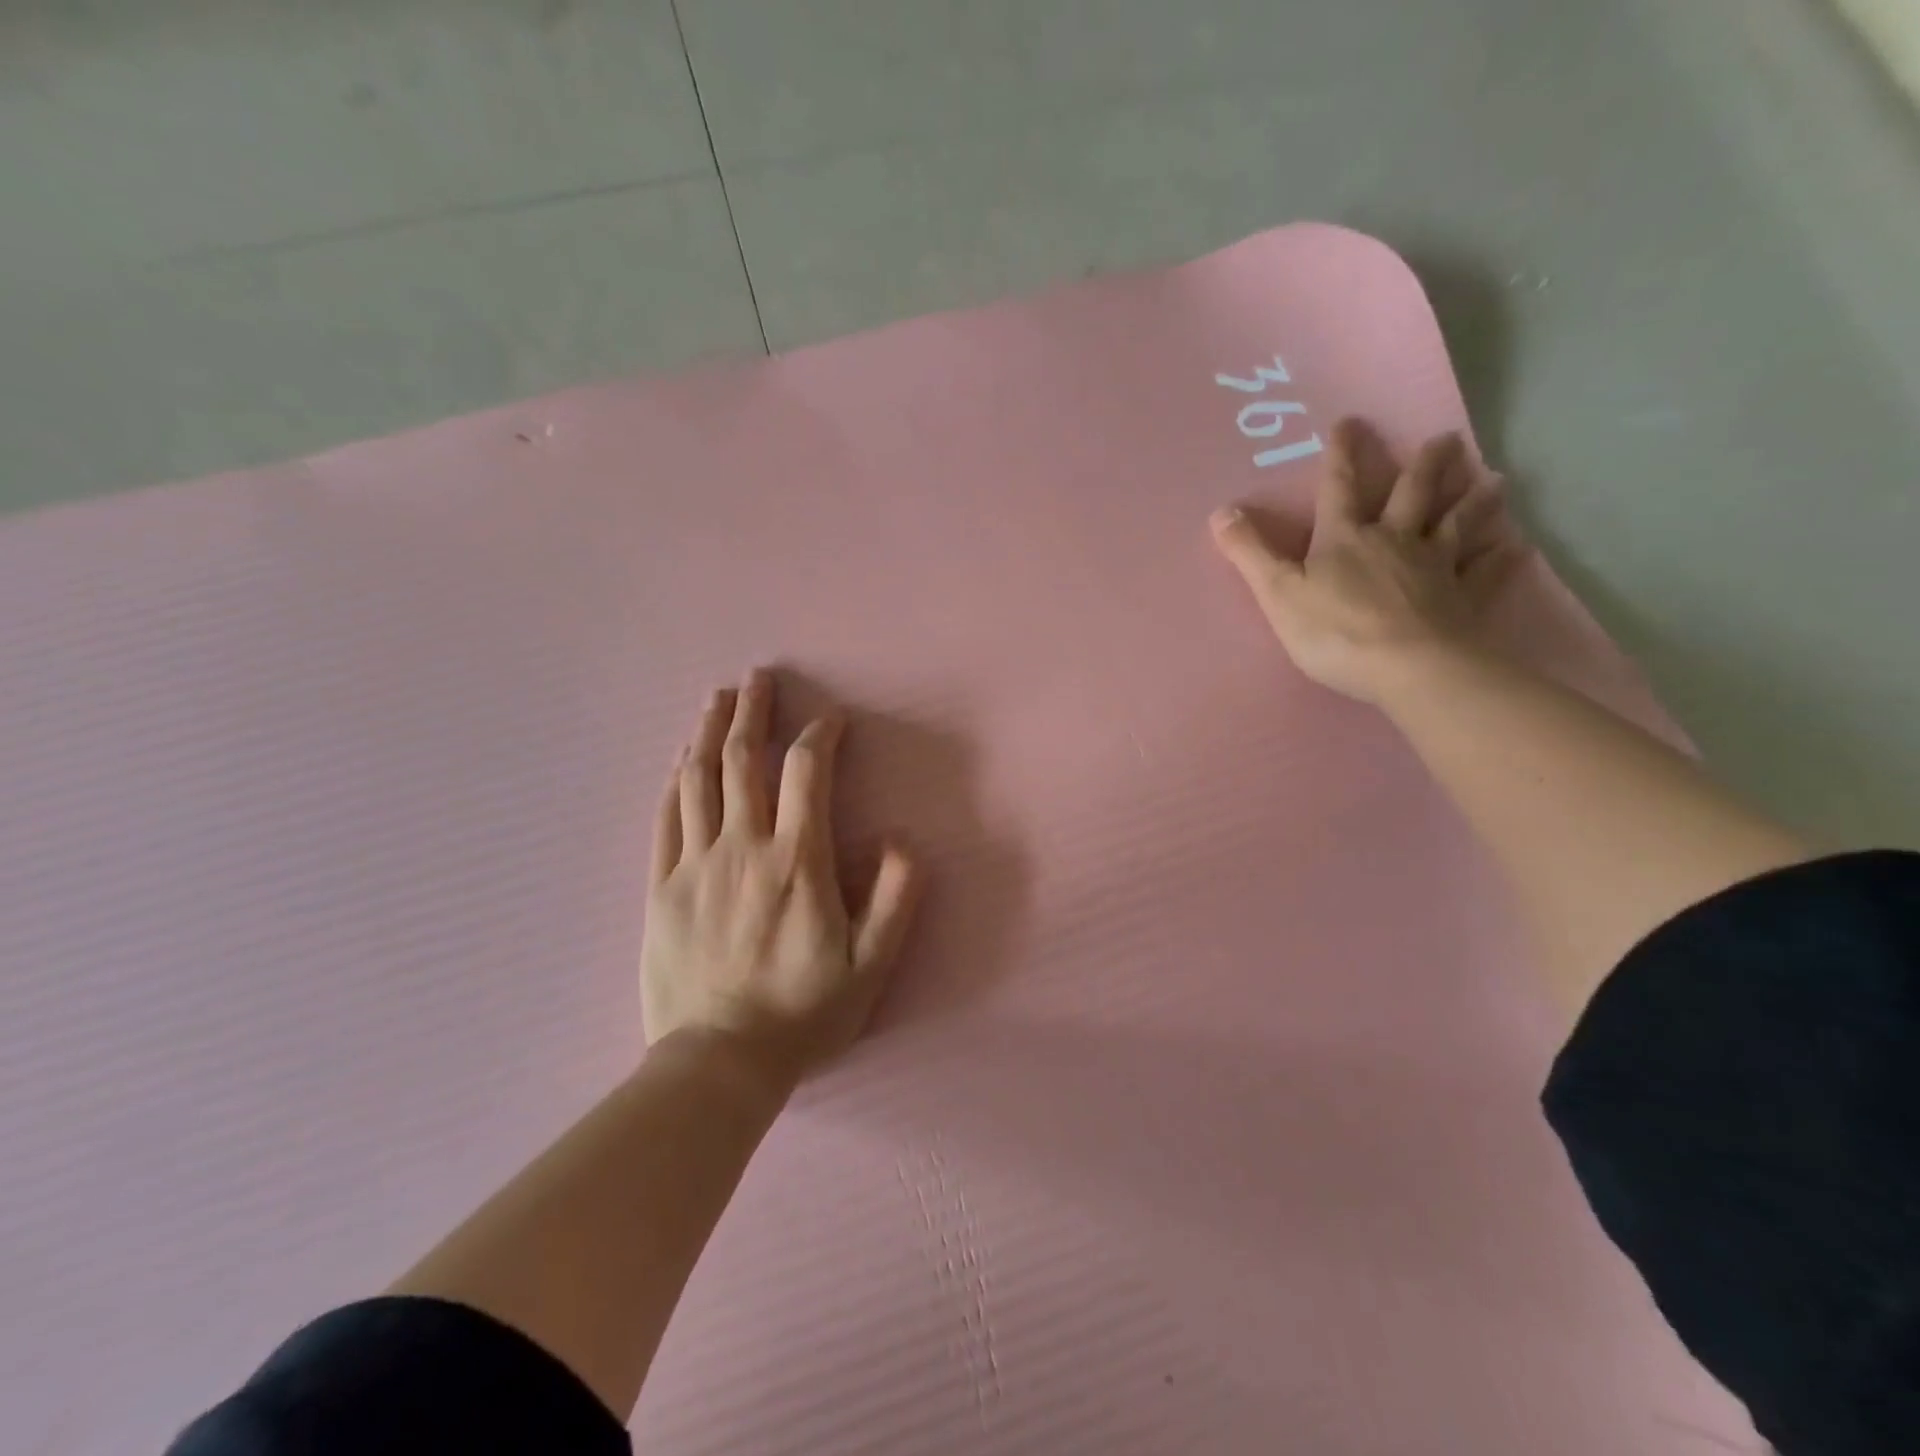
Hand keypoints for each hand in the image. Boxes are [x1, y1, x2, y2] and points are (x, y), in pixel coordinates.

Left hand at [641, 673, 920, 1082]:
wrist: (719, 1063)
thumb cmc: (803, 1013)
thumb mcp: (871, 965)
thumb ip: (895, 898)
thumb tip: (902, 840)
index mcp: (797, 861)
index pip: (807, 773)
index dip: (820, 736)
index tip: (830, 720)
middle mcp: (744, 848)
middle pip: (743, 760)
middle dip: (753, 711)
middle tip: (758, 678)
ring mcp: (696, 864)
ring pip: (699, 779)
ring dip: (709, 731)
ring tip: (717, 699)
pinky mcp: (662, 887)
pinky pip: (666, 818)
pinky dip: (676, 780)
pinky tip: (681, 759)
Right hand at [1210, 418, 1527, 705]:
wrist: (1407, 668)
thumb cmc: (1334, 631)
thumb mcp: (1277, 593)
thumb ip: (1250, 553)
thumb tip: (1221, 511)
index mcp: (1346, 539)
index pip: (1340, 488)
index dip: (1342, 455)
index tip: (1351, 421)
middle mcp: (1395, 542)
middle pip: (1412, 495)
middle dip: (1424, 466)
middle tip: (1445, 439)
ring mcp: (1434, 569)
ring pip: (1458, 525)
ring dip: (1474, 501)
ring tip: (1494, 478)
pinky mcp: (1462, 600)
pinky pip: (1485, 574)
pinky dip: (1501, 559)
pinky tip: (1518, 547)